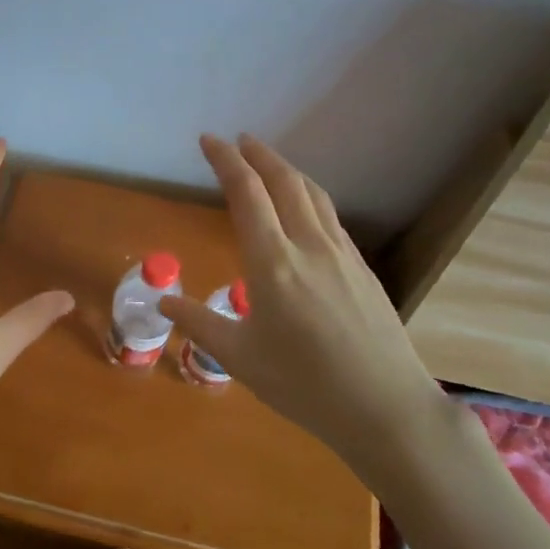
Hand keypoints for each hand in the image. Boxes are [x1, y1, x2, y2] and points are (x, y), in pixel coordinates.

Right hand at [159, 134, 446, 463]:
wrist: (386, 408)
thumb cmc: (305, 385)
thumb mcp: (240, 358)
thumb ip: (199, 323)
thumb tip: (163, 299)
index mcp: (273, 262)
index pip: (246, 193)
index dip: (225, 160)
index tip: (209, 140)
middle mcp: (309, 245)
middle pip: (284, 181)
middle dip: (258, 154)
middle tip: (238, 140)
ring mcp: (341, 254)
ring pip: (313, 194)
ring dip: (287, 170)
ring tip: (268, 163)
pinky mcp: (362, 268)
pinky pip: (330, 217)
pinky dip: (309, 196)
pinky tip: (305, 210)